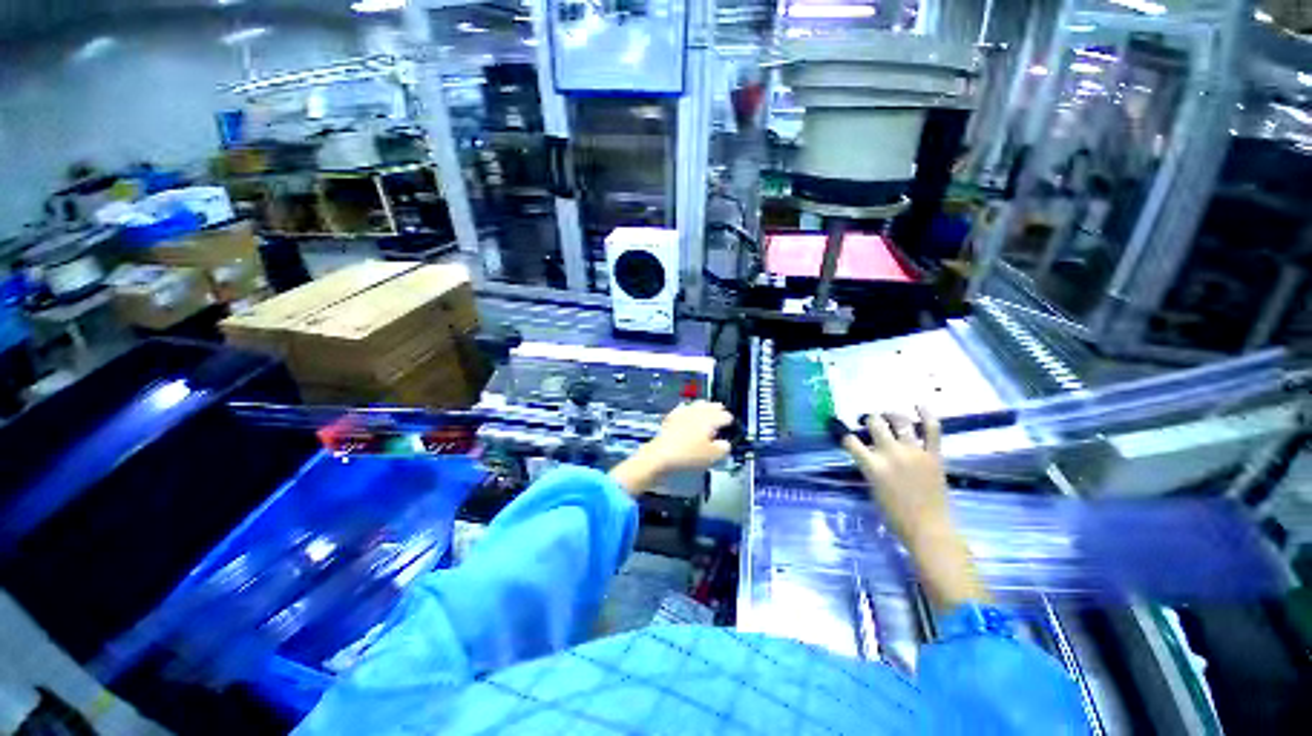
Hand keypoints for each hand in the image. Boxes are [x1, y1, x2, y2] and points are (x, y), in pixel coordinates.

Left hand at [645, 401, 733, 470]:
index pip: (726, 416)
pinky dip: (688, 411)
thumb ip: (724, 448)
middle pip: (712, 406)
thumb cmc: (689, 456)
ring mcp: (684, 412)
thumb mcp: (713, 456)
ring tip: (707, 412)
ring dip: (704, 408)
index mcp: (711, 419)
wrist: (660, 455)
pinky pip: (683, 410)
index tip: (731, 427)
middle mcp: (698, 412)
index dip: (731, 422)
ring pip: (698, 405)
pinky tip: (687, 415)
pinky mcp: (672, 417)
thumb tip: (725, 444)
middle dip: (718, 410)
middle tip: (721, 415)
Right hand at [841, 407, 949, 545]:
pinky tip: (919, 405)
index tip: (841, 428)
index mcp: (873, 466)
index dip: (843, 433)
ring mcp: (914, 452)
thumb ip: (869, 466)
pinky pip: (932, 430)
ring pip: (900, 421)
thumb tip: (867, 451)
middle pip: (875, 423)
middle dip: (869, 419)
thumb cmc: (895, 514)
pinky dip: (927, 415)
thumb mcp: (872, 488)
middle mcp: (892, 454)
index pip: (850, 441)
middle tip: (869, 421)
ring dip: (891, 414)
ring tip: (888, 415)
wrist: (929, 529)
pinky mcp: (934, 455)